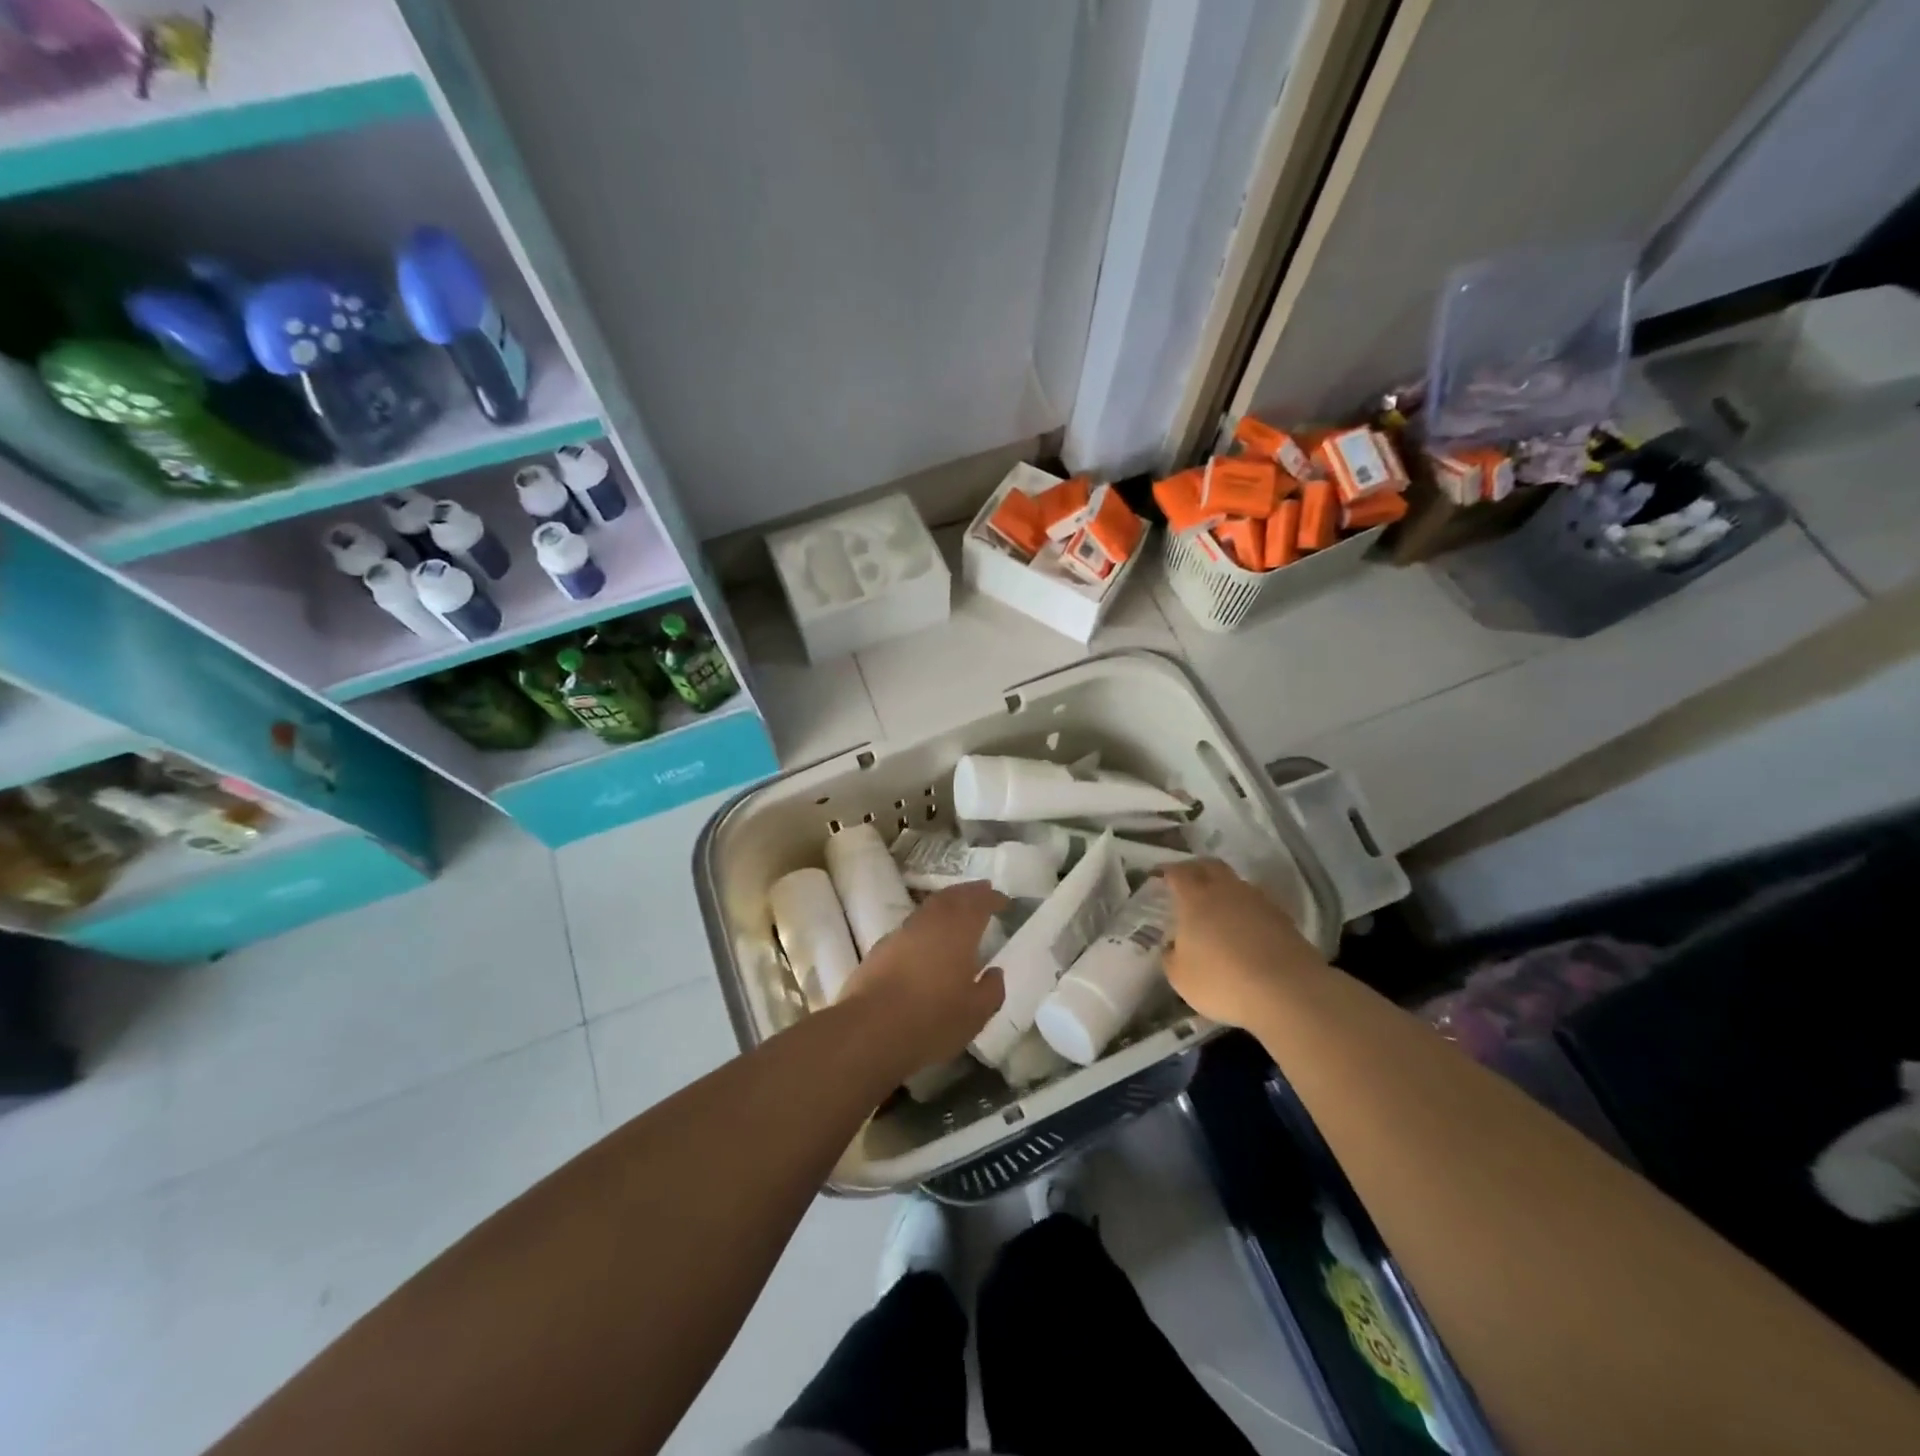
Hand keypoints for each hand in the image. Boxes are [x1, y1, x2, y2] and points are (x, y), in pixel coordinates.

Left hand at [839, 881, 1007, 1078]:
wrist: (869, 1029)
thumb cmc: (932, 1020)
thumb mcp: (975, 1014)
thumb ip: (991, 990)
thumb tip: (995, 972)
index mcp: (959, 931)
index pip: (979, 903)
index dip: (992, 899)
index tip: (1004, 900)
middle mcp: (930, 923)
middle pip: (952, 897)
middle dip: (969, 892)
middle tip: (982, 890)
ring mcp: (902, 933)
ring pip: (929, 907)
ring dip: (946, 903)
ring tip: (957, 908)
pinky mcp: (881, 948)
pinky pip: (911, 925)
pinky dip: (926, 923)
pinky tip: (927, 938)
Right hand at [1162, 859, 1327, 1028]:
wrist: (1289, 992)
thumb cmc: (1223, 981)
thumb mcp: (1181, 977)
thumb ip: (1171, 956)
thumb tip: (1173, 946)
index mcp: (1195, 898)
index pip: (1178, 872)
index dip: (1167, 872)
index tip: (1159, 876)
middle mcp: (1226, 890)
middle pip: (1210, 866)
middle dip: (1196, 869)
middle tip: (1186, 881)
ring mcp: (1259, 901)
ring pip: (1236, 884)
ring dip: (1224, 890)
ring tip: (1217, 909)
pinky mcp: (1284, 919)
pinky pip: (1257, 904)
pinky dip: (1246, 910)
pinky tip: (1244, 929)